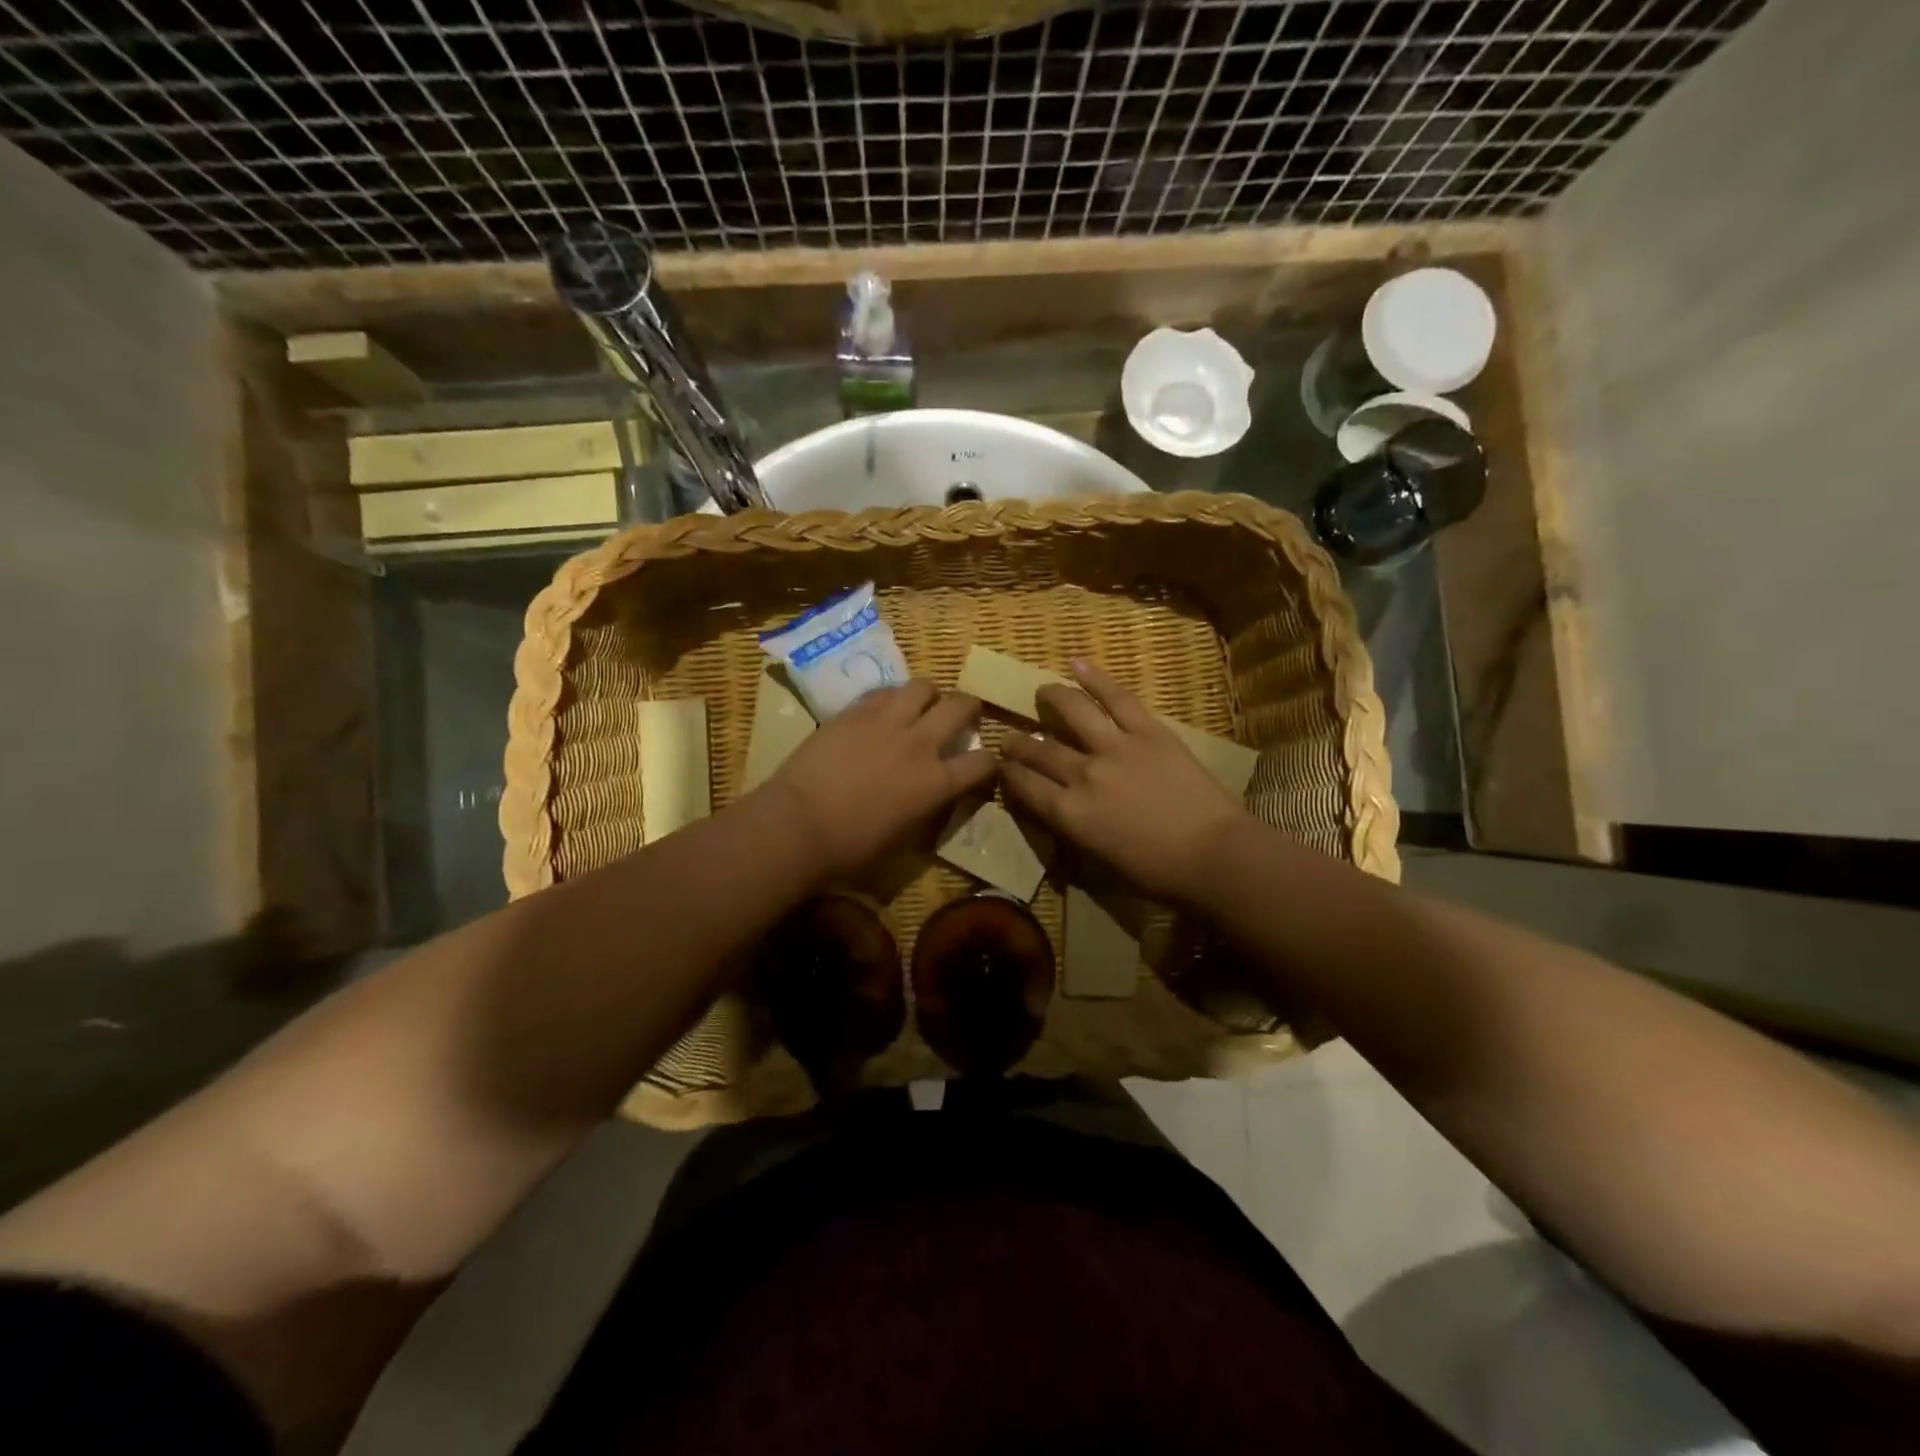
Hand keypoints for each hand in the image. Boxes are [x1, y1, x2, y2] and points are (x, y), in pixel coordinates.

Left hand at [762, 680, 995, 881]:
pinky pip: (884, 691)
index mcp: (936, 783)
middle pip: (961, 706)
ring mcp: (886, 722)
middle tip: (961, 718)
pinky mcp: (854, 712)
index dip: (988, 762)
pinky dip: (892, 697)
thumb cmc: (850, 848)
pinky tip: (884, 710)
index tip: (982, 765)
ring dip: (930, 695)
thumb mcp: (903, 838)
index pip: (982, 762)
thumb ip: (925, 810)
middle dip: (969, 709)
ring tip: (921, 706)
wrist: (797, 824)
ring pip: (923, 686)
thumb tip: (931, 797)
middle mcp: (919, 744)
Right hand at [1001, 659, 1247, 903]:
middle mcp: (1082, 774)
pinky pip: (1117, 698)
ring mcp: (1115, 747)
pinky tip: (1077, 664)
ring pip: (1073, 712)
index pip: (1025, 786)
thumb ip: (1074, 828)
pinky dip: (1095, 678)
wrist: (1212, 854)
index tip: (1002, 767)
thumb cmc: (1157, 872)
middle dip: (1019, 743)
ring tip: (1042, 691)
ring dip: (1051, 698)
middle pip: (1040, 750)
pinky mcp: (1148, 731)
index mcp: (1069, 814)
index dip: (1009, 774)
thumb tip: (1061, 808)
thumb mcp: (1099, 859)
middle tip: (1012, 738)